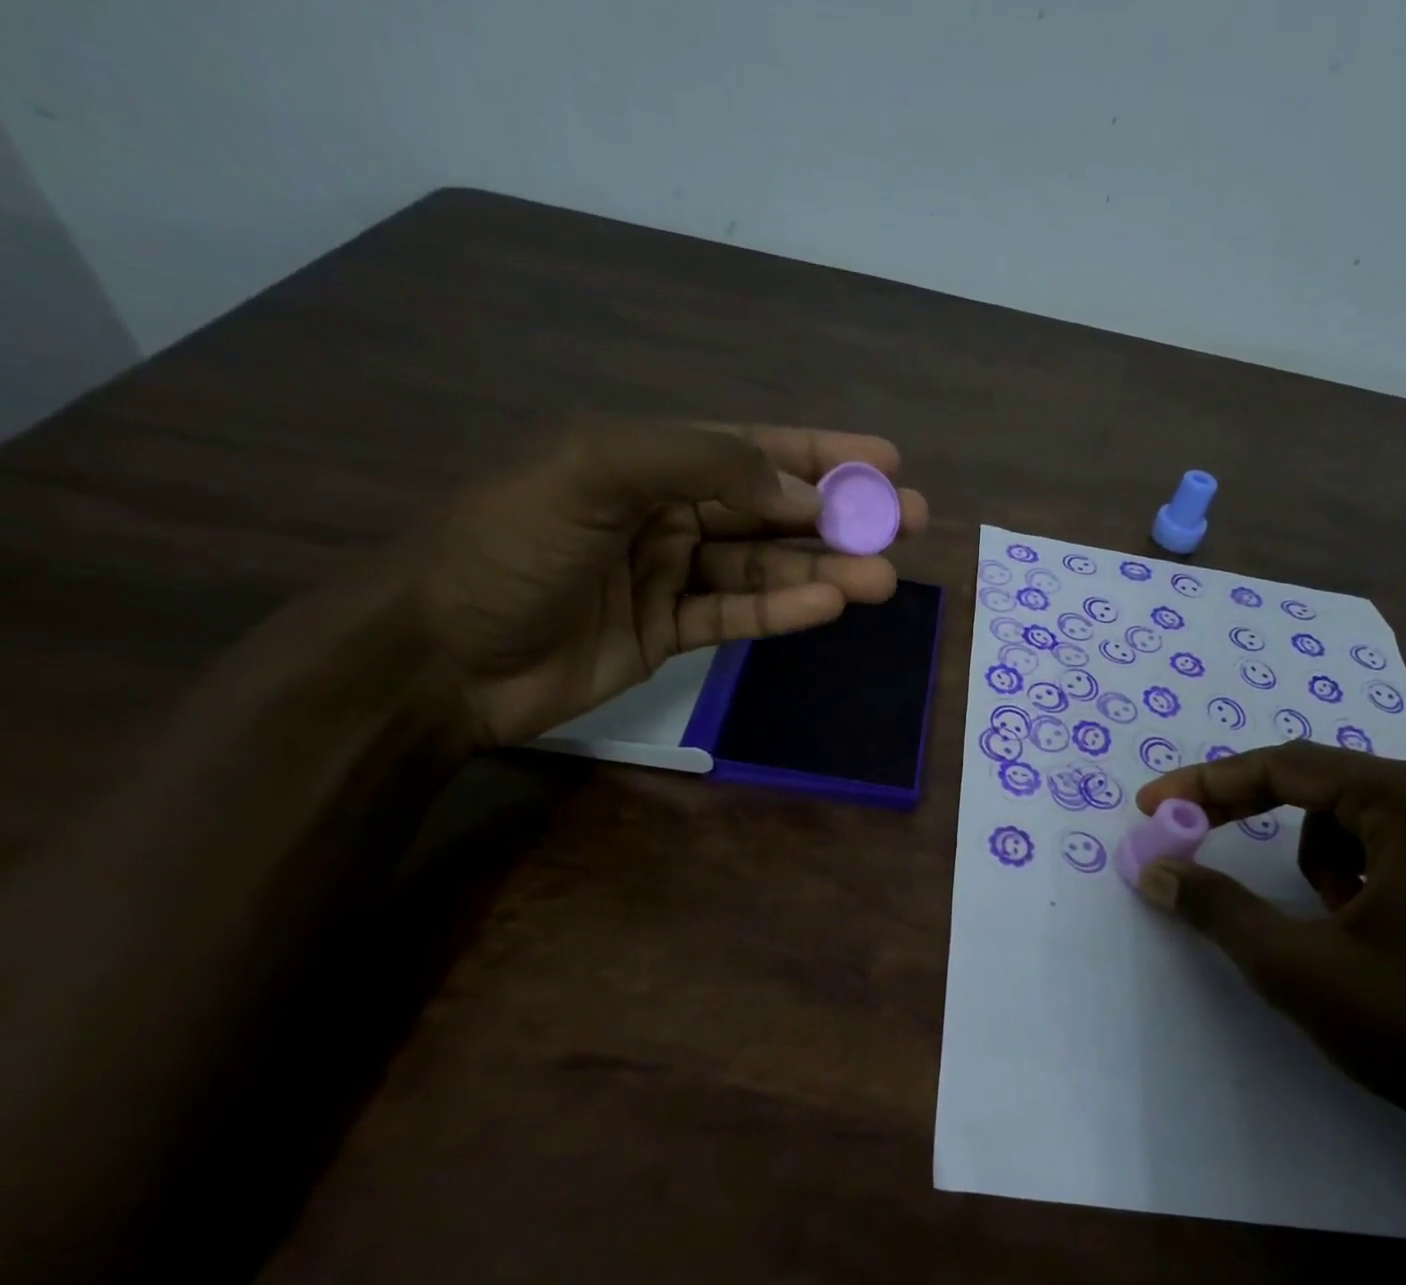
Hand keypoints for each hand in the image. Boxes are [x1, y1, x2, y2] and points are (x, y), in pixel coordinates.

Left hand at [413, 420, 927, 747]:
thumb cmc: (506, 548)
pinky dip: (784, 612)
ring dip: (825, 571)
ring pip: (766, 568)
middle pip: (772, 508)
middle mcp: (665, 510)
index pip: (751, 448)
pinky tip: (830, 606)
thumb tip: (799, 493)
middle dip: (842, 514)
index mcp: (645, 458)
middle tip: (910, 522)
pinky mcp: (670, 633)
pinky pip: (738, 616)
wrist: (438, 657)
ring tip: (884, 578)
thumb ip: (698, 464)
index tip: (886, 461)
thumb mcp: (591, 471)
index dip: (821, 452)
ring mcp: (670, 575)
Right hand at [1135, 742, 1405, 1130]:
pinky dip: (1351, 878)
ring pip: (1347, 821)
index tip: (1151, 805)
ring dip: (1313, 862)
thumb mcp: (1297, 966)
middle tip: (1190, 835)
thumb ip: (1217, 908)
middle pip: (1314, 785)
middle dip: (1248, 814)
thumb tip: (1154, 872)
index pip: (1283, 766)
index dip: (1206, 784)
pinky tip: (1369, 934)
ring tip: (1329, 925)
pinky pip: (1384, 848)